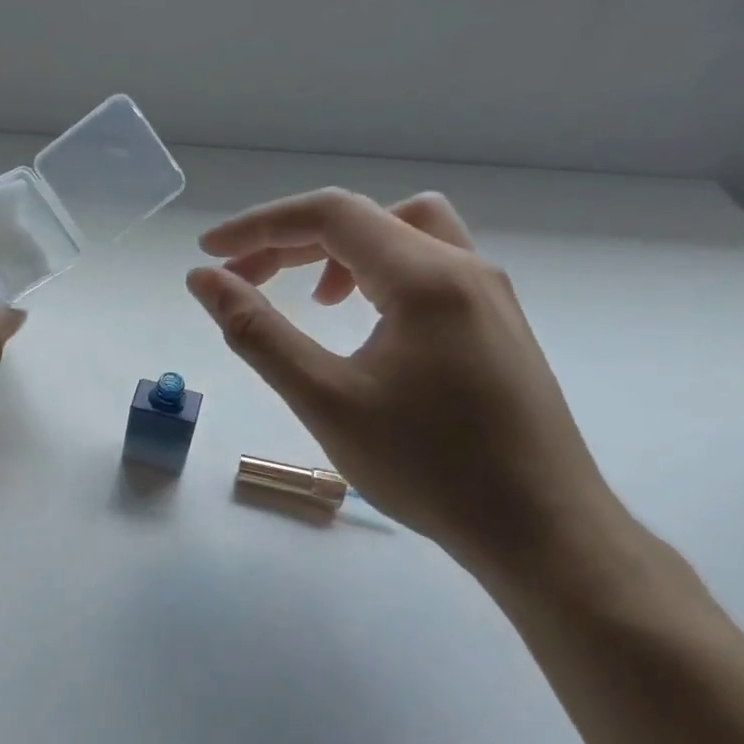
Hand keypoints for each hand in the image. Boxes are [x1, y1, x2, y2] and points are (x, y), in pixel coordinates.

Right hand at [187, 188, 624, 580]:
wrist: (540, 529)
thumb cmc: (427, 467)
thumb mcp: (324, 399)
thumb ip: (257, 332)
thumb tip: (203, 280)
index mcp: (426, 277)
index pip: (330, 214)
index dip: (260, 226)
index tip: (210, 253)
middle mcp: (465, 267)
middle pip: (364, 219)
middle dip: (291, 240)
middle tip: (241, 281)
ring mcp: (489, 295)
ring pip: (404, 234)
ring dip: (341, 251)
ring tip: (309, 299)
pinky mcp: (495, 324)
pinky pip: (429, 268)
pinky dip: (378, 274)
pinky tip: (361, 322)